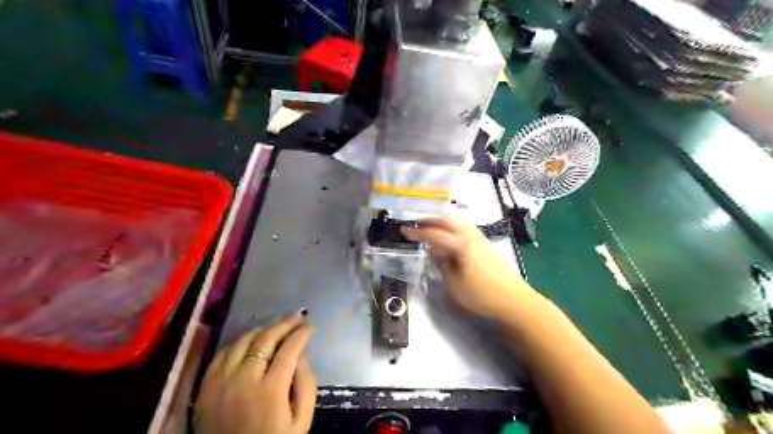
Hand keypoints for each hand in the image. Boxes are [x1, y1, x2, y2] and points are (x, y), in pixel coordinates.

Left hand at [197, 312, 316, 433]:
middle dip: (284, 324)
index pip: (289, 349)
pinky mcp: (205, 388)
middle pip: (265, 340)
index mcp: (270, 390)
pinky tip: (249, 339)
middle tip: (297, 316)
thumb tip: (302, 357)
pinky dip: (237, 342)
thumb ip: (306, 387)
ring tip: (275, 325)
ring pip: (242, 342)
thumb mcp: (301, 422)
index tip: (311, 326)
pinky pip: (221, 354)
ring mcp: (221, 382)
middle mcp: (244, 380)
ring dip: (262, 329)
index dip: (302, 334)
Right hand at [402, 215, 534, 320]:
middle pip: (447, 220)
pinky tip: (449, 236)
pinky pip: (465, 227)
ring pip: (457, 221)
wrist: (514, 299)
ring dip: (442, 221)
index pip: (434, 234)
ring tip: (430, 228)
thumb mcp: (453, 285)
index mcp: (460, 245)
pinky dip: (452, 226)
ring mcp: (480, 238)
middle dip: (429, 221)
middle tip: (415, 225)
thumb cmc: (481, 295)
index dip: (417, 233)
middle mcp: (470, 235)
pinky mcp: (486, 243)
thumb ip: (442, 264)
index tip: (403, 231)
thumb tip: (435, 251)